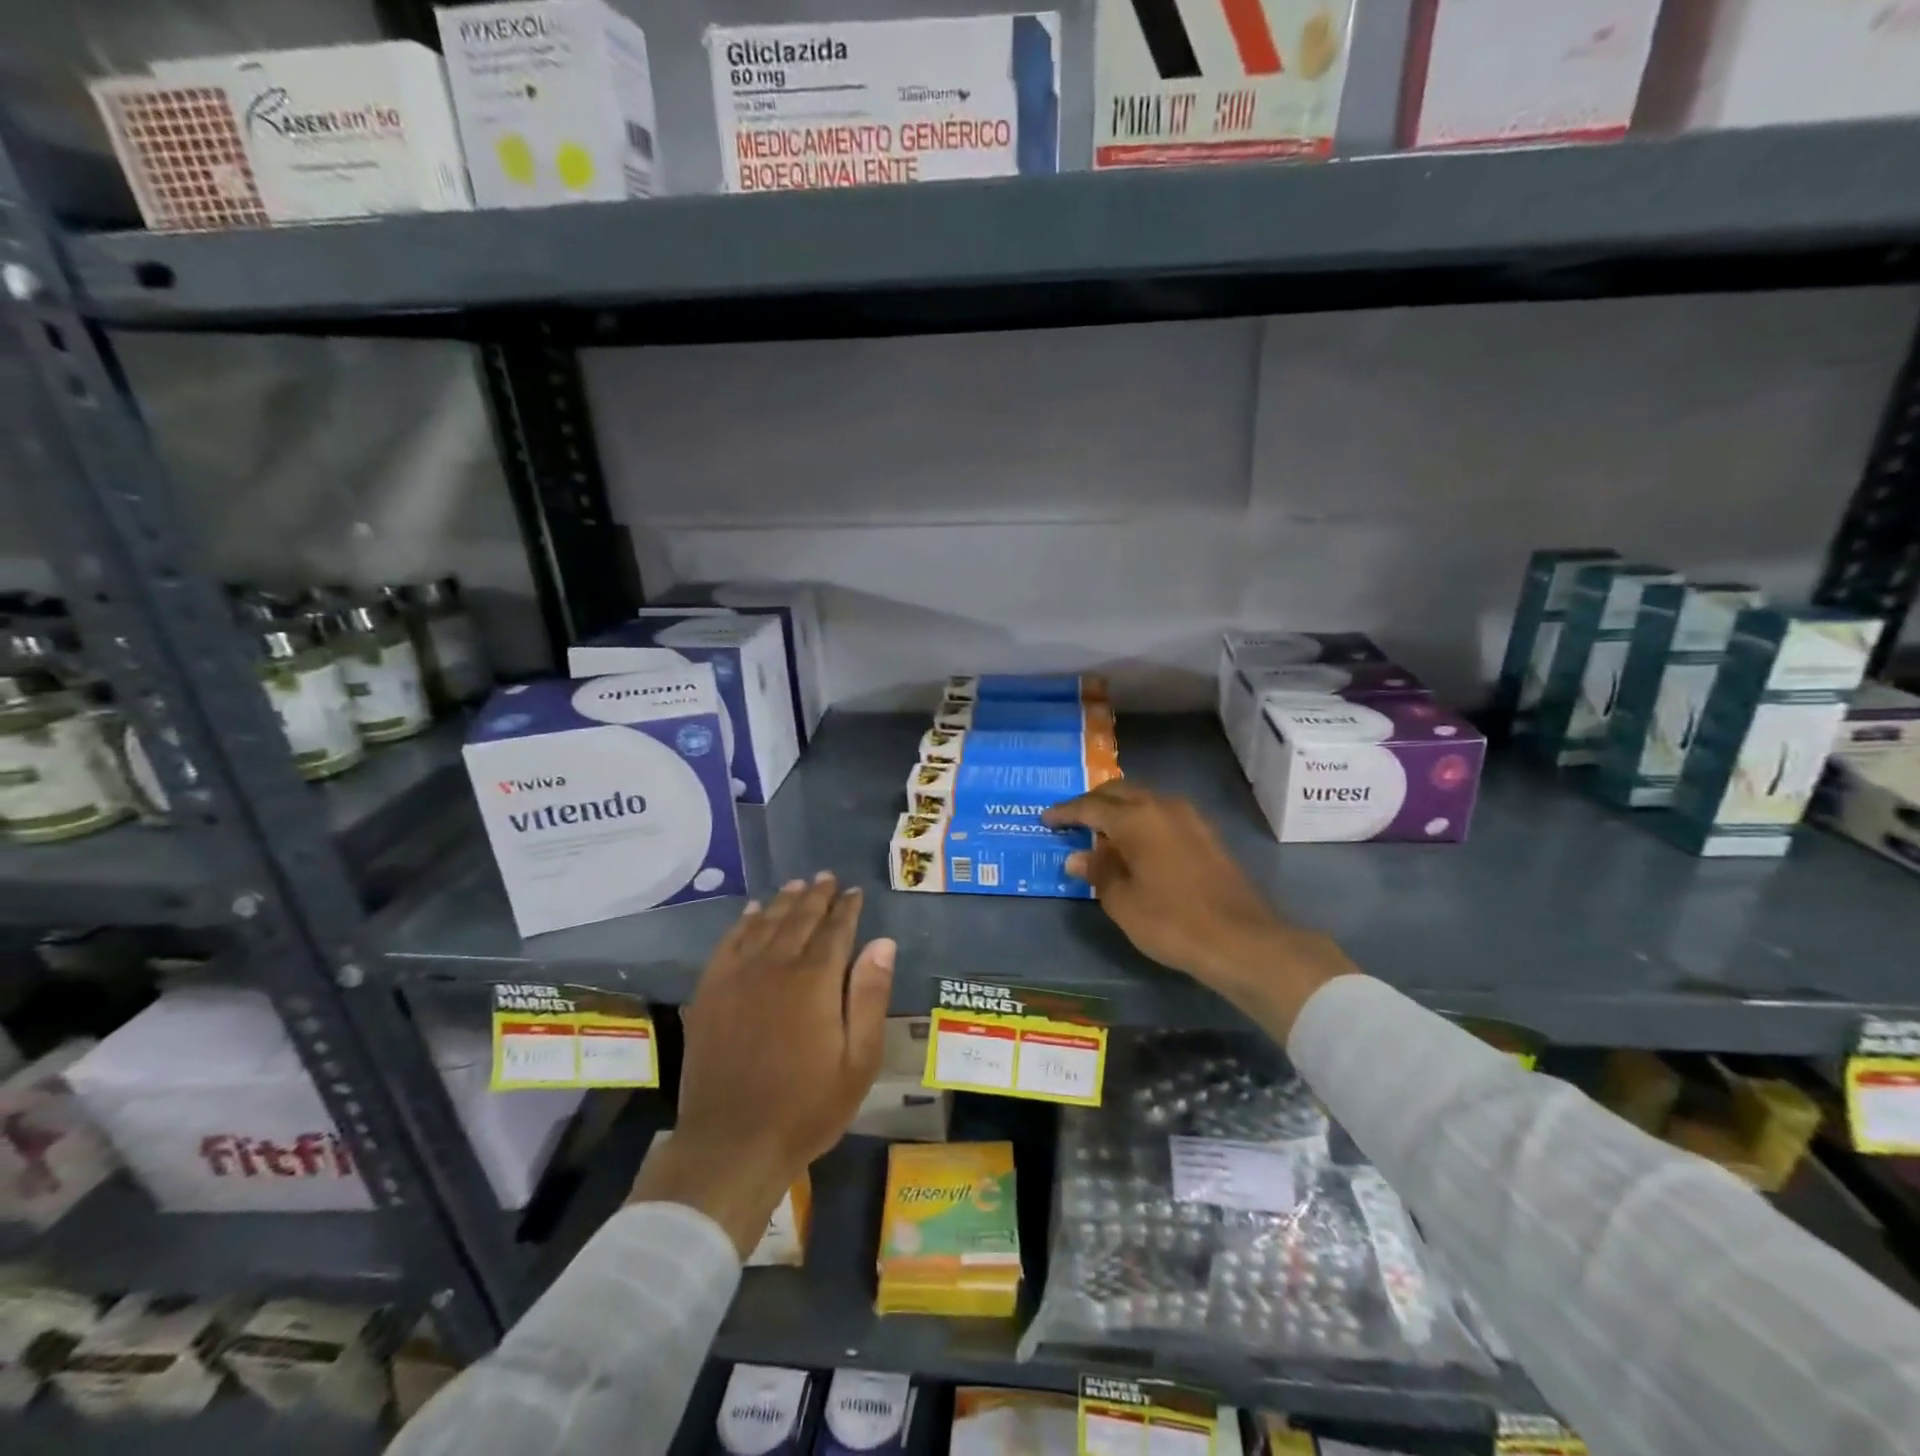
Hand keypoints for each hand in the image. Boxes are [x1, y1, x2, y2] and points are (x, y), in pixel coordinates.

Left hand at [630, 873, 894, 1257]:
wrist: (732, 1144)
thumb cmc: (807, 1107)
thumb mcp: (858, 1061)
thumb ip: (870, 996)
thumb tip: (883, 943)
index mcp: (814, 981)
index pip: (835, 930)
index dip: (847, 908)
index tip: (855, 892)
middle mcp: (775, 967)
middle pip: (798, 919)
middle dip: (816, 896)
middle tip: (827, 878)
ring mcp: (737, 978)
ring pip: (764, 925)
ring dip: (783, 902)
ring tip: (797, 885)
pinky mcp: (710, 993)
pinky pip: (728, 944)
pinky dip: (743, 923)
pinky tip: (751, 913)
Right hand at [1042, 783, 1352, 1035]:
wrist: (1241, 940)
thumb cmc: (1172, 921)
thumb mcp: (1123, 902)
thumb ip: (1098, 873)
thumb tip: (1079, 858)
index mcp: (1136, 818)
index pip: (1090, 806)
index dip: (1065, 812)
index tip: (1045, 819)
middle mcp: (1162, 806)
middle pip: (1119, 792)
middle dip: (1092, 803)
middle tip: (1071, 820)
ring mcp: (1189, 818)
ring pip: (1143, 799)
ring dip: (1119, 809)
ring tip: (1100, 832)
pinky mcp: (1205, 834)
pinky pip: (1162, 814)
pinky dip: (1140, 820)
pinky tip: (1134, 843)